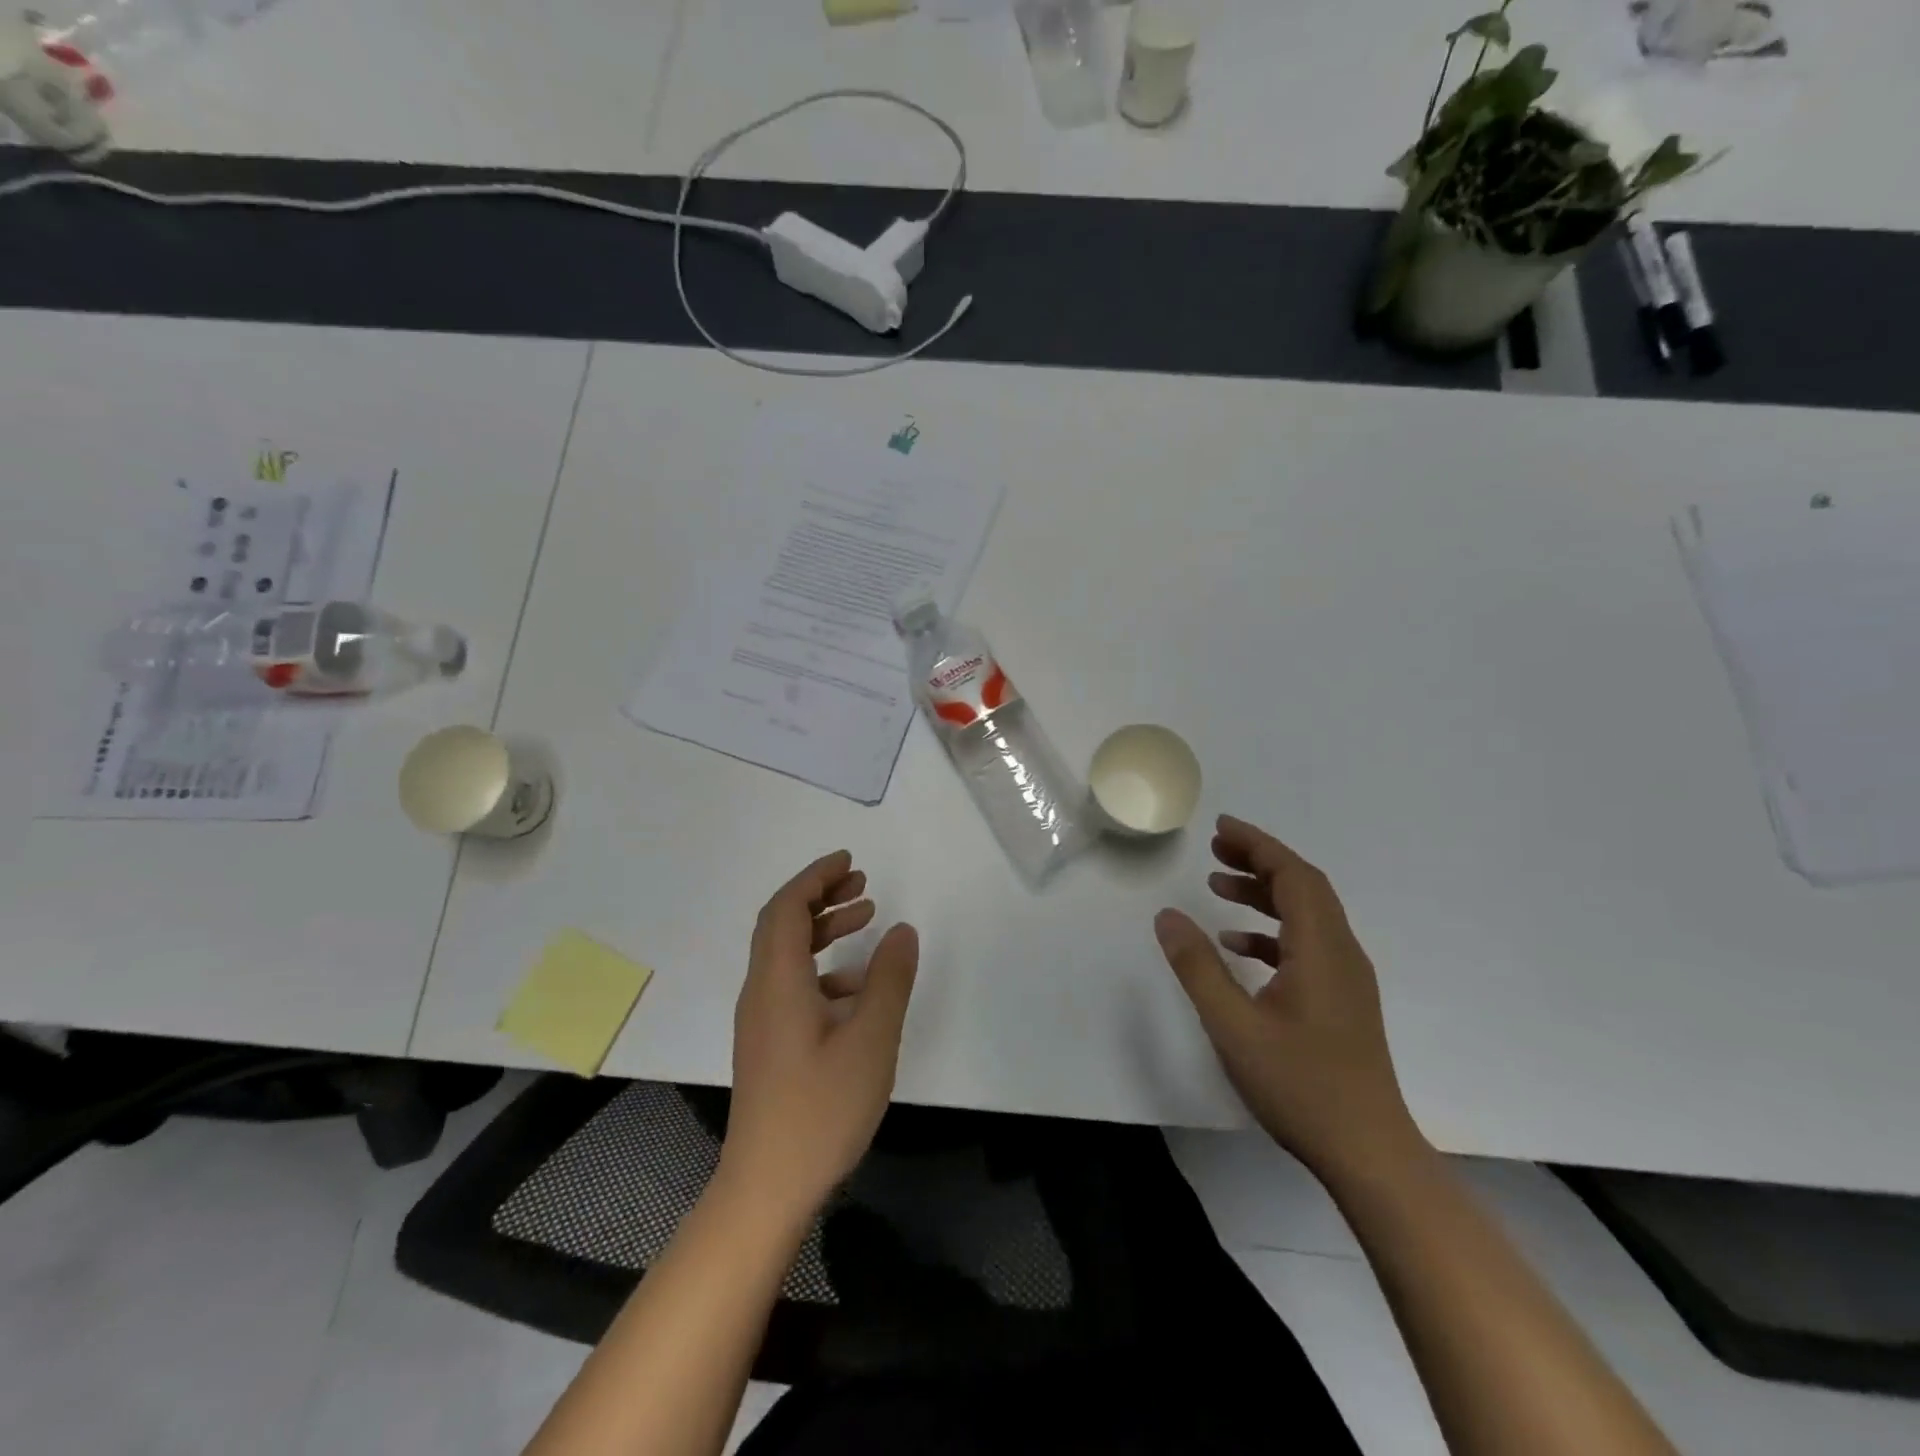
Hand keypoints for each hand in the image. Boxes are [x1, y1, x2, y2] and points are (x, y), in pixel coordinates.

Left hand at [722, 851, 918, 1213]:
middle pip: (782, 923)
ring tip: (866, 919)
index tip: (850, 861)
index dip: (816, 877)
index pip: (787, 908)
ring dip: (823, 929)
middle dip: (820, 895)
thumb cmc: (820, 1110)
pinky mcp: (769, 1042)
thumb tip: (903, 931)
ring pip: (787, 954)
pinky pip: (792, 984)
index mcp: (778, 981)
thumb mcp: (870, 1040)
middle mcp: (761, 991)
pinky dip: (823, 968)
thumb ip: (889, 980)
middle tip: (862, 883)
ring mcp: (761, 1019)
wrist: (766, 1187)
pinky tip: (858, 987)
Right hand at [1154, 815, 1422, 1182]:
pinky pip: (1306, 946)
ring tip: (1217, 887)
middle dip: (1259, 860)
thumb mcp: (1234, 1025)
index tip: (1221, 828)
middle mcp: (1341, 953)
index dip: (1258, 845)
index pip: (1294, 876)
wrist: (1369, 1153)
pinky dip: (1271, 932)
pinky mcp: (1341, 1001)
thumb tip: (1167, 915)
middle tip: (1214, 849)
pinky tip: (1238, 946)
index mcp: (1322, 949)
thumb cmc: (1301, 1086)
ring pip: (1306, 915)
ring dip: (1264, 894)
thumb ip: (1198, 966)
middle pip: (1304, 887)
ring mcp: (1346, 979)